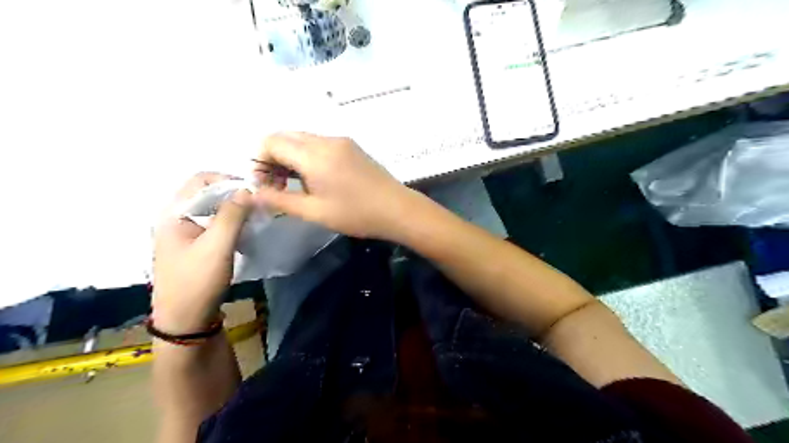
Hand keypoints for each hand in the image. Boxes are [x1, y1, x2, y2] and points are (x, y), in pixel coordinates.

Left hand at [152, 172, 250, 333]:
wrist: (185, 321)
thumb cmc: (198, 281)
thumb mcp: (218, 246)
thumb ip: (232, 215)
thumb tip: (247, 189)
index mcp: (173, 213)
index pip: (201, 179)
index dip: (228, 180)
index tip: (253, 192)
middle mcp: (174, 217)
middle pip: (205, 192)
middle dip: (232, 193)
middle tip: (257, 204)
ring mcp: (182, 232)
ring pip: (210, 207)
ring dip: (232, 207)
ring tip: (254, 216)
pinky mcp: (192, 245)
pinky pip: (212, 222)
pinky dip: (229, 220)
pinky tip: (243, 231)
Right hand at [254, 133, 415, 240]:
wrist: (397, 209)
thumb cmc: (356, 214)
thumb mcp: (314, 212)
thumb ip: (280, 200)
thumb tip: (254, 194)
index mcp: (314, 154)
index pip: (271, 141)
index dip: (259, 161)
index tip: (265, 185)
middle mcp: (326, 140)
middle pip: (285, 137)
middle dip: (272, 158)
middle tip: (277, 185)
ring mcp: (341, 141)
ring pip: (302, 139)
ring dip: (290, 157)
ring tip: (295, 185)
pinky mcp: (351, 147)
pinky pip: (319, 144)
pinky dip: (307, 156)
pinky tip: (315, 179)